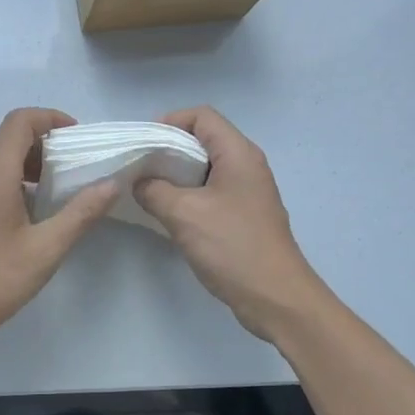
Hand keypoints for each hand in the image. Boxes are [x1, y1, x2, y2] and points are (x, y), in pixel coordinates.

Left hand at [0, 108, 117, 355]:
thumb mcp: (44, 250)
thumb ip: (80, 214)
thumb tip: (111, 185)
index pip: (20, 121)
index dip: (50, 119)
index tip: (76, 138)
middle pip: (7, 138)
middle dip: (42, 144)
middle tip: (71, 169)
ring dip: (25, 165)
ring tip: (52, 194)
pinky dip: (7, 182)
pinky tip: (23, 218)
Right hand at [135, 106, 327, 340]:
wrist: (275, 297)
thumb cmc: (232, 247)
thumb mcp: (184, 214)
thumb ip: (154, 190)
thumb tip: (139, 182)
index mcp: (238, 154)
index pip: (202, 116)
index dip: (170, 122)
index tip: (143, 144)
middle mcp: (246, 165)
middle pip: (203, 139)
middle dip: (168, 149)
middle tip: (139, 167)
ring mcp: (248, 191)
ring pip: (206, 168)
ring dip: (176, 175)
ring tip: (147, 190)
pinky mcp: (244, 215)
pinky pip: (212, 191)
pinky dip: (188, 194)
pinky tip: (168, 213)